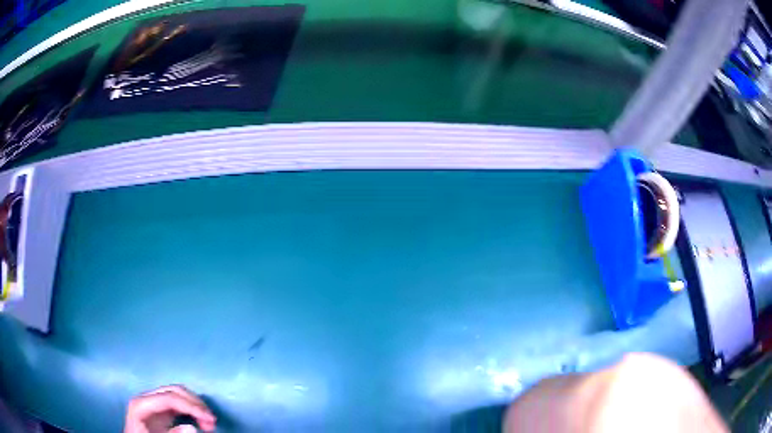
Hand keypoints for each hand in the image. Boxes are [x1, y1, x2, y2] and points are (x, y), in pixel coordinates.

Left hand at [124, 385, 215, 432]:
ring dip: (194, 405)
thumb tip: (193, 428)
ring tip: (208, 422)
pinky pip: (176, 404)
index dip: (191, 406)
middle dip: (195, 403)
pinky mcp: (158, 411)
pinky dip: (190, 409)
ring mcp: (152, 403)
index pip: (169, 397)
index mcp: (141, 404)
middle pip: (173, 391)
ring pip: (176, 394)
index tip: (210, 419)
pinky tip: (198, 420)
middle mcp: (146, 399)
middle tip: (212, 420)